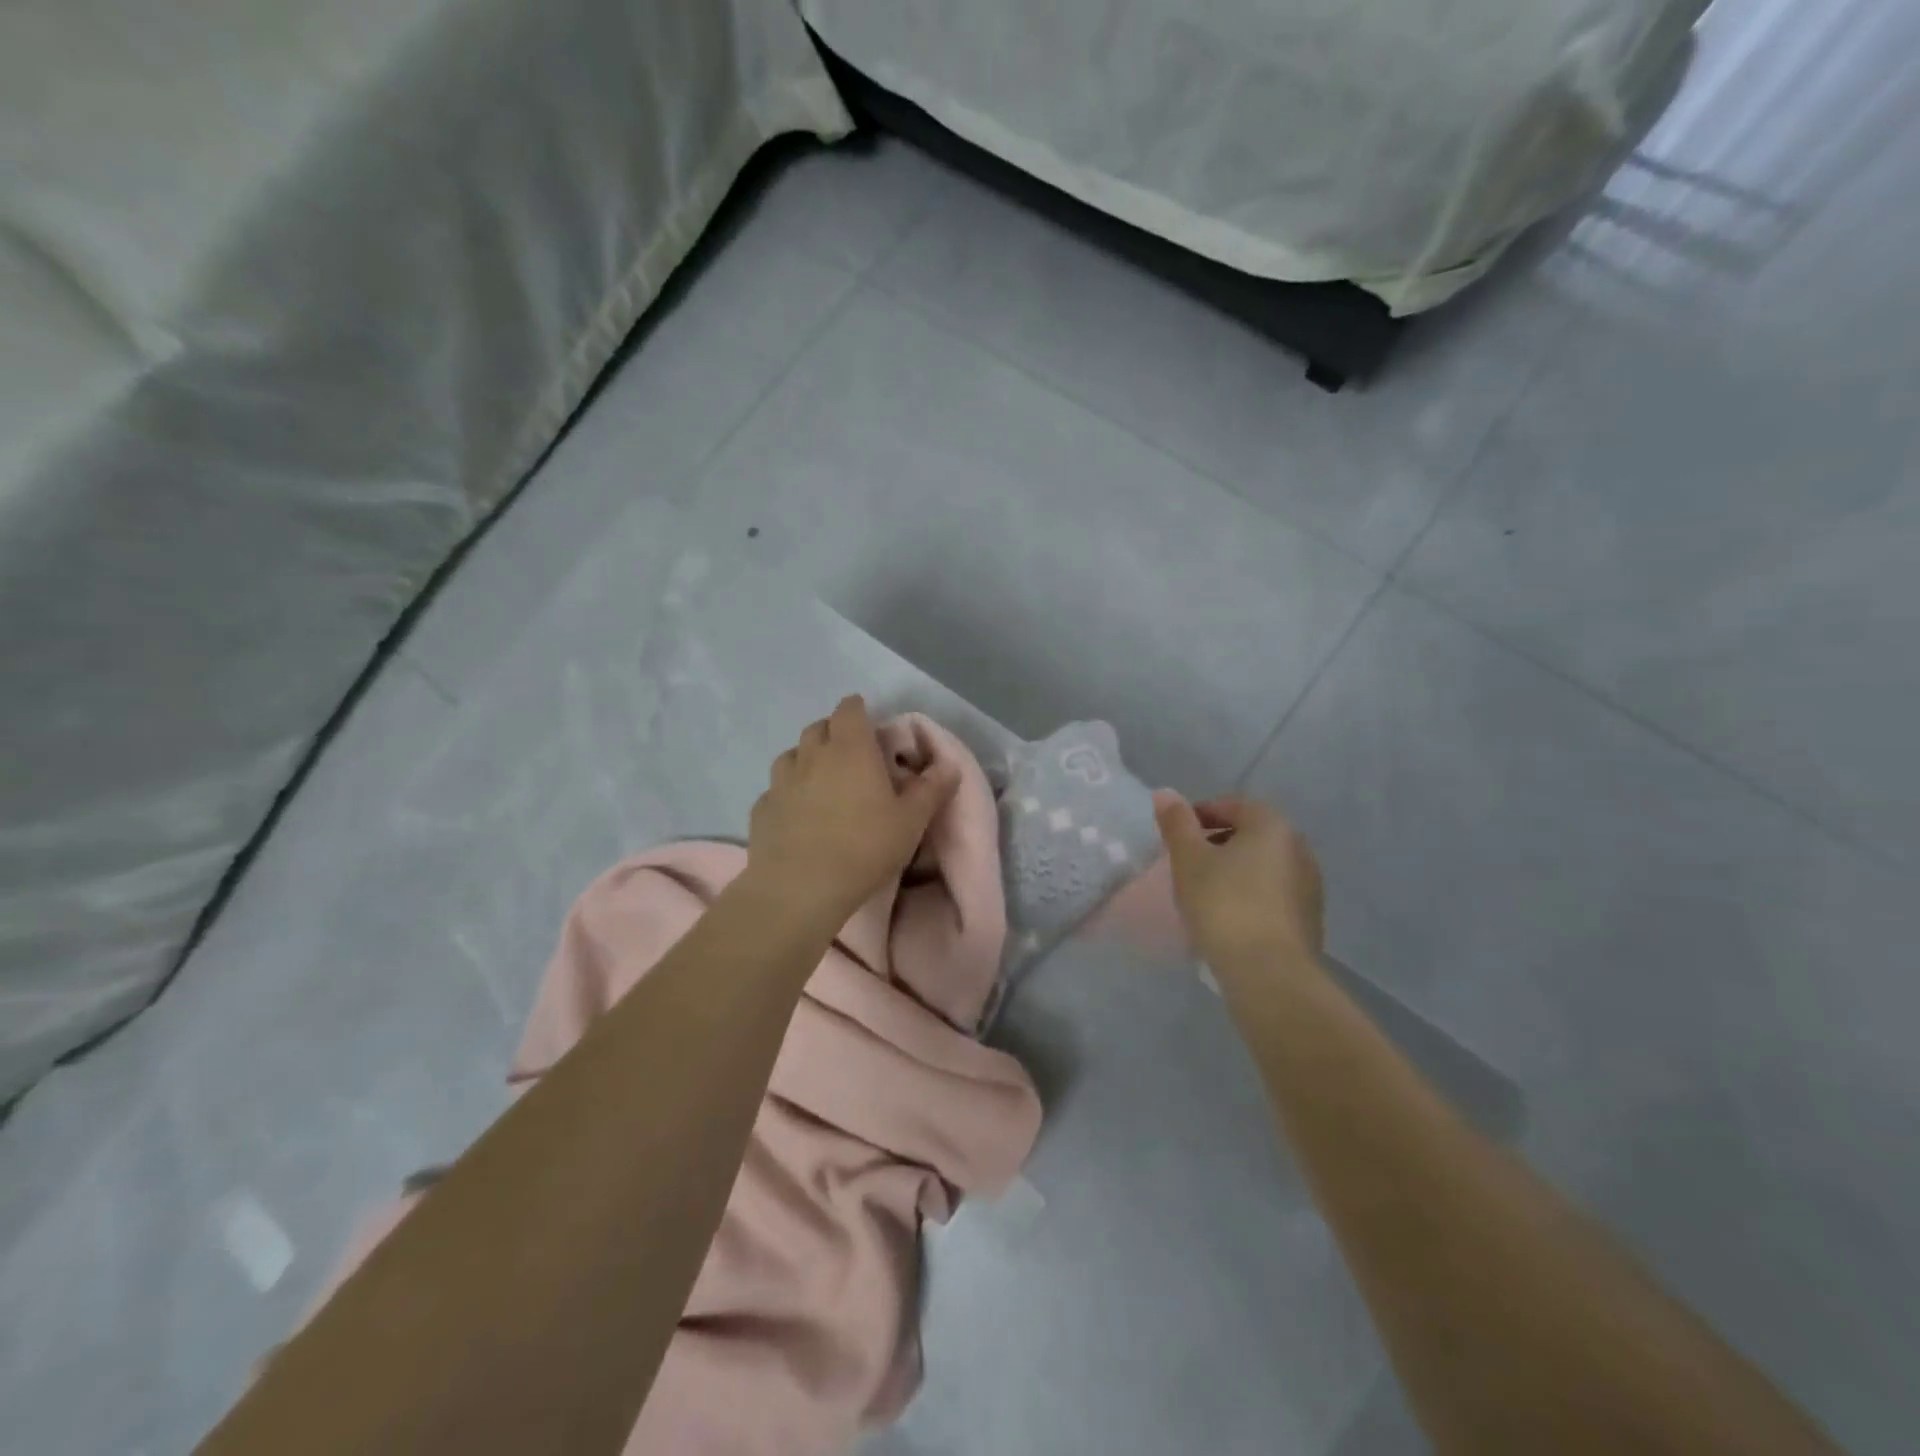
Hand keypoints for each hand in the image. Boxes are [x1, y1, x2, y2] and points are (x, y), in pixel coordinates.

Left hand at [745, 696, 960, 933]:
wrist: (800, 888)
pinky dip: (787, 793)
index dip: (858, 710)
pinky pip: (775, 790)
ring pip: (791, 755)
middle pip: (818, 727)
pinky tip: (796, 814)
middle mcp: (811, 755)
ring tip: (821, 781)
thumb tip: (949, 765)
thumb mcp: (911, 822)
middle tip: (850, 754)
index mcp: (851, 749)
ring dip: (806, 759)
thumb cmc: (864, 847)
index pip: (849, 709)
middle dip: (834, 732)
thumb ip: (932, 789)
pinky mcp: (761, 809)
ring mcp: (781, 781)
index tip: (869, 724)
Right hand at [1152, 792, 1323, 972]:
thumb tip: (1164, 793)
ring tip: (1203, 891)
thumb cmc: (1223, 904)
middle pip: (1249, 833)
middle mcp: (1298, 847)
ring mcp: (1309, 884)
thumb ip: (1176, 822)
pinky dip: (1248, 893)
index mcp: (1272, 825)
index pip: (1230, 805)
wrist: (1268, 972)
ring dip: (1233, 869)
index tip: (1174, 837)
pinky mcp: (1309, 917)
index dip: (1197, 816)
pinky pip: (1271, 892)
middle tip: (1185, 863)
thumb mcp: (1189, 859)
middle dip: (1216, 842)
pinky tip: (1227, 915)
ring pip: (1261, 864)